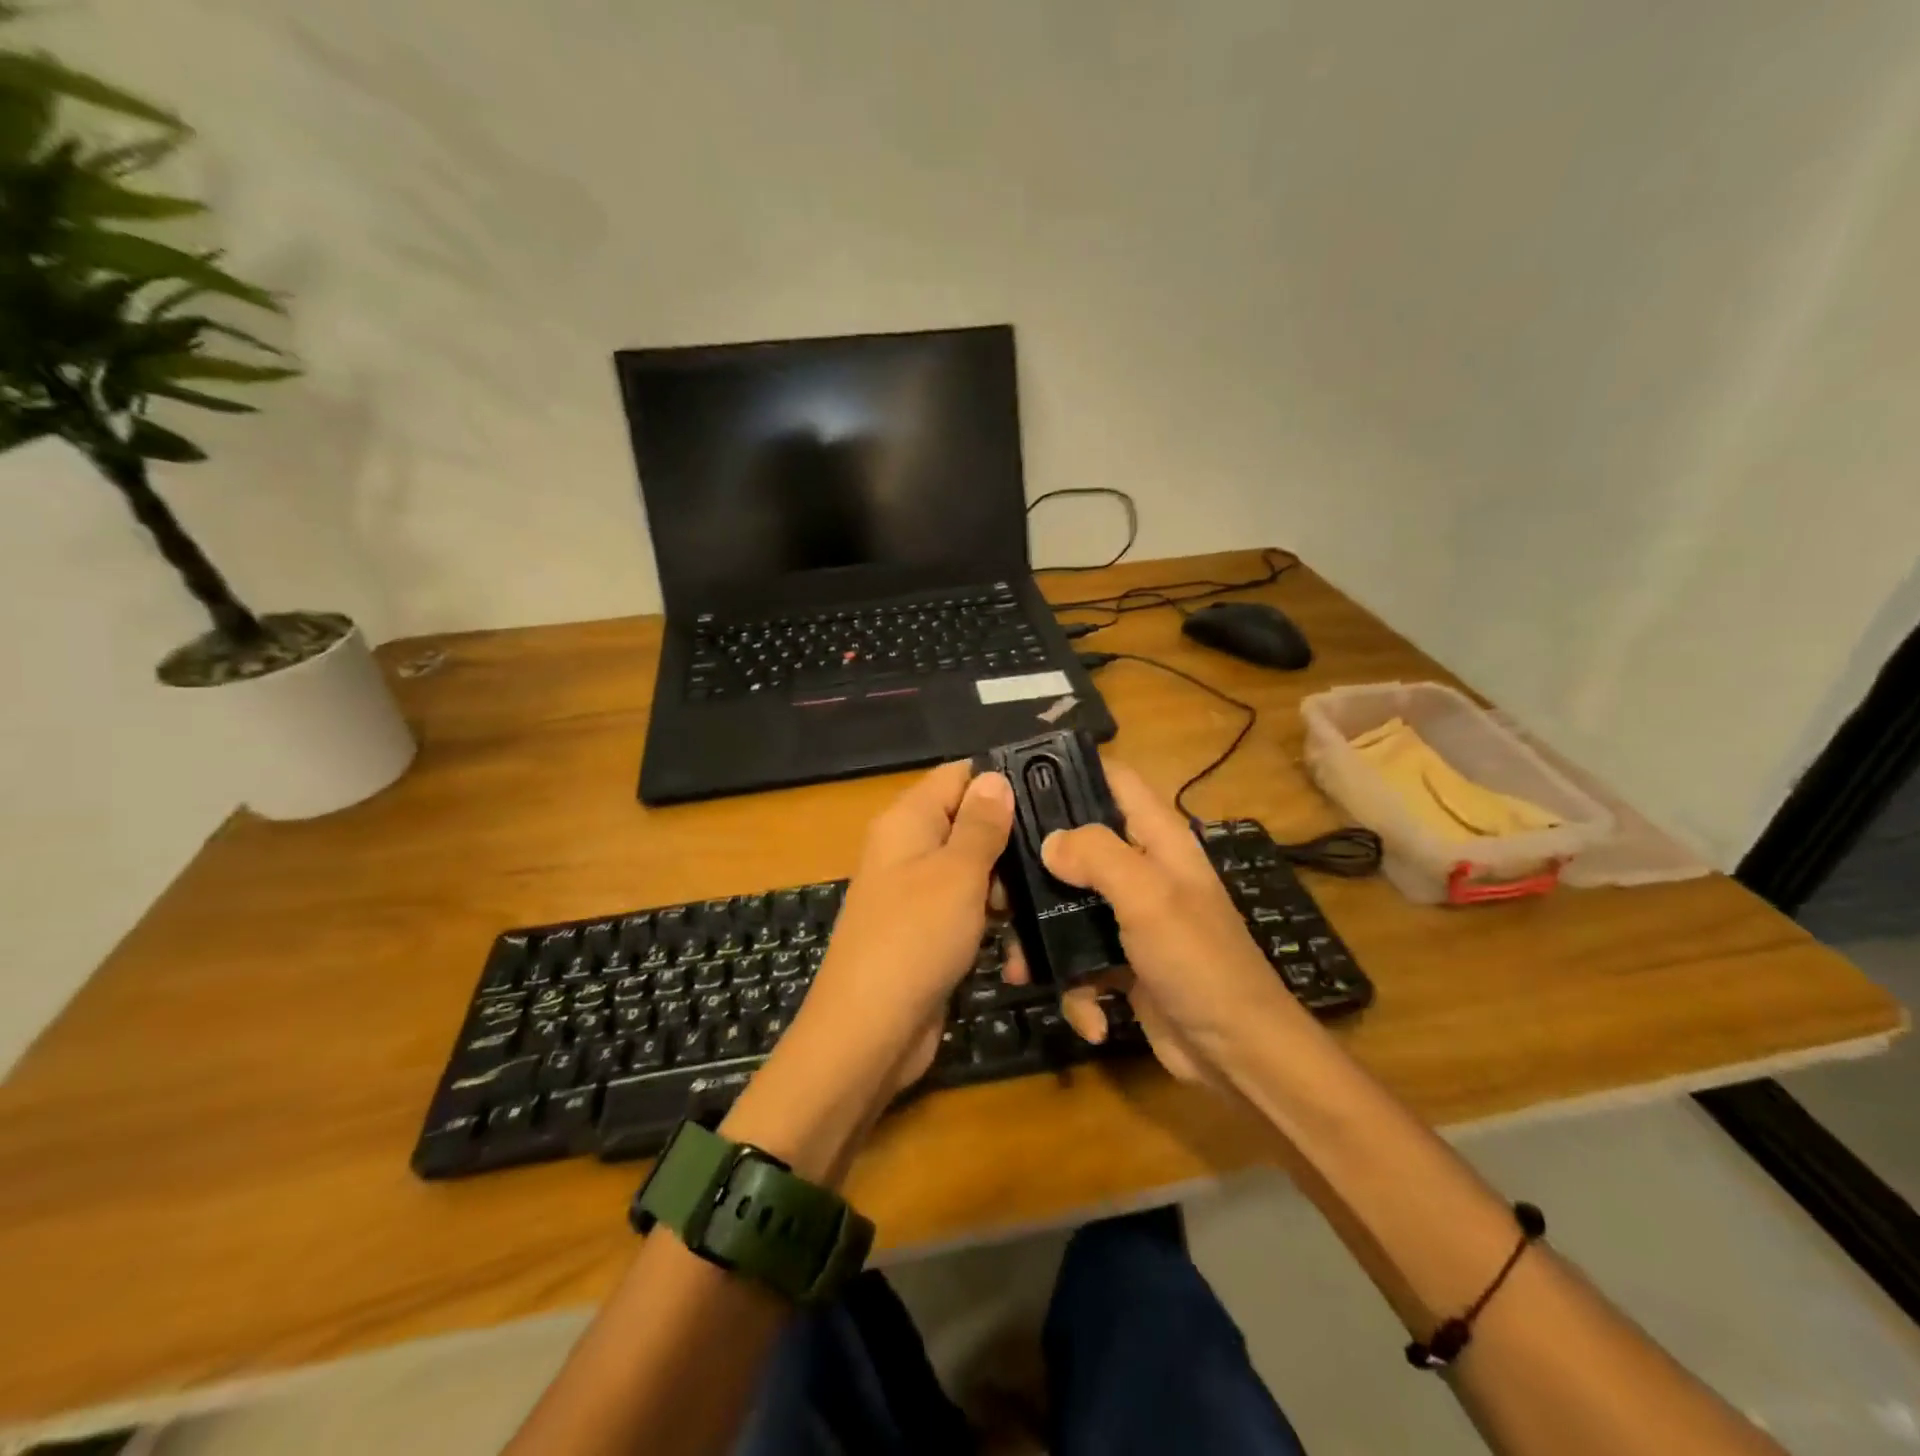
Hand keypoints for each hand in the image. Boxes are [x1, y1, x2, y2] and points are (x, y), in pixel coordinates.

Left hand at [789, 762, 1016, 1101]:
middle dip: (1009, 841)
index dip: (1000, 782)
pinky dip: (990, 920)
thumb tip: (994, 776)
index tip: (1050, 796)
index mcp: (907, 820)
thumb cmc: (915, 938)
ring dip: (1006, 887)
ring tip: (1041, 904)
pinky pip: (966, 909)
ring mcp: (915, 892)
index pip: (957, 777)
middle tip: (1054, 861)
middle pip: (968, 823)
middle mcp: (907, 849)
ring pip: (973, 870)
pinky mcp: (926, 931)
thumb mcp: (957, 873)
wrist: (869, 1031)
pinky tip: (1018, 942)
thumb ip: (981, 824)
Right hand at [1035, 761, 1304, 1087]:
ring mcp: (1131, 918)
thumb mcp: (1149, 896)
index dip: (1071, 771)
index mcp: (1157, 838)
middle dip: (1036, 868)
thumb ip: (1097, 856)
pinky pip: (1080, 959)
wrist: (1238, 1054)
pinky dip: (1078, 988)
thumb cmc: (1198, 961)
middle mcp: (1142, 869)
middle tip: (997, 888)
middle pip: (1077, 846)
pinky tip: (1089, 1016)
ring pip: (1067, 907)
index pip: (1113, 779)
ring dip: (1043, 940)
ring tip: (1019, 968)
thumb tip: (1048, 842)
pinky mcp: (1122, 961)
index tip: (1016, 782)